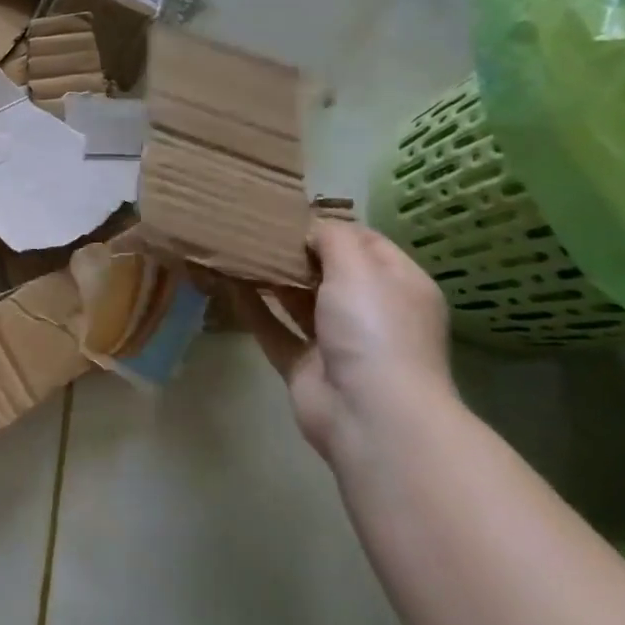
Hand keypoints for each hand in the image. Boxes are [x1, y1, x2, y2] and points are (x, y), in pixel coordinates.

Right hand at [228, 219, 454, 463]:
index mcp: (398, 284)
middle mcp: (370, 311)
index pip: (365, 242)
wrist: (370, 413)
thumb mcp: (358, 268)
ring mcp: (336, 340)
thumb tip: (309, 227)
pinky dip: (252, 308)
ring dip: (270, 277)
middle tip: (252, 226)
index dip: (329, 225)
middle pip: (328, 271)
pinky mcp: (303, 364)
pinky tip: (226, 284)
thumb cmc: (373, 329)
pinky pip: (273, 328)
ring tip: (234, 247)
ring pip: (298, 300)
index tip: (286, 211)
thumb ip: (332, 239)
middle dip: (294, 250)